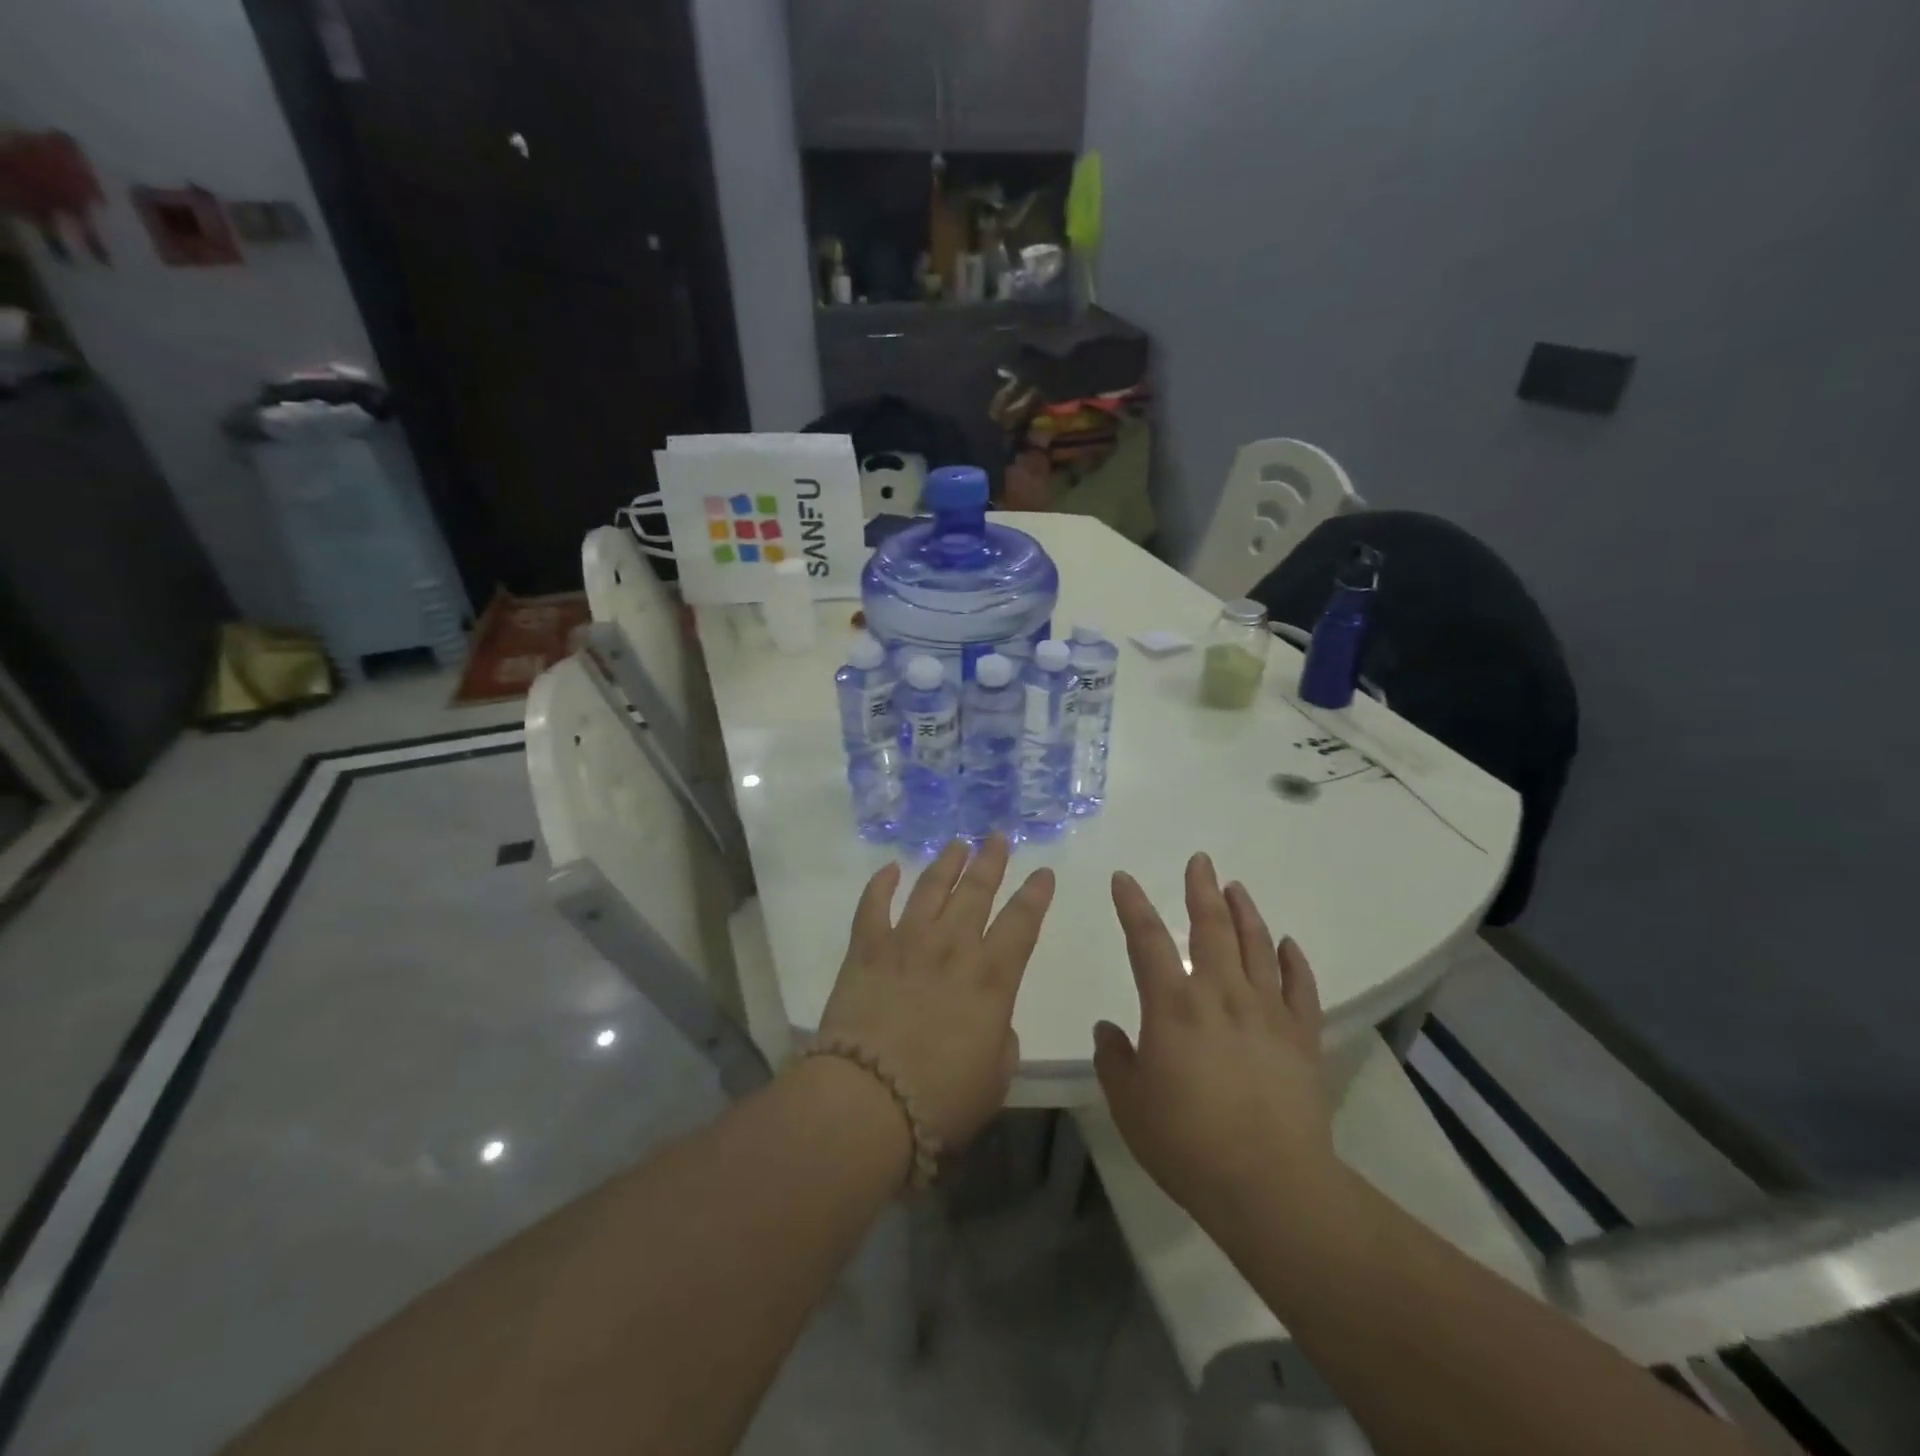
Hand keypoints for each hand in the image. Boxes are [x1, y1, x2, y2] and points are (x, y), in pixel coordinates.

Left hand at [817, 836, 1055, 1150]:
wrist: (868, 1100)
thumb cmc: (942, 1099)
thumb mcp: (995, 1077)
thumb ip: (1000, 1039)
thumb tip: (991, 1020)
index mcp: (991, 976)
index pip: (1022, 922)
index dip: (1036, 894)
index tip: (1044, 872)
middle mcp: (953, 946)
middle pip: (977, 890)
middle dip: (990, 860)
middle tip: (997, 837)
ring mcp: (906, 941)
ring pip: (931, 887)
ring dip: (946, 862)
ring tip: (957, 844)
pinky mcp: (866, 949)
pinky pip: (873, 905)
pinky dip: (881, 883)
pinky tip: (890, 868)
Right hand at [1094, 853, 1340, 1226]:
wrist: (1271, 1186)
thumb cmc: (1187, 1143)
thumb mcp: (1129, 1104)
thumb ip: (1114, 1060)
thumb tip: (1108, 1029)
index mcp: (1172, 1005)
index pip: (1147, 939)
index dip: (1132, 905)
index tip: (1123, 878)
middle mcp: (1220, 994)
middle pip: (1210, 927)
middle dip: (1201, 889)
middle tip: (1200, 861)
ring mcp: (1266, 1012)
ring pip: (1256, 946)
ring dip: (1245, 912)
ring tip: (1236, 887)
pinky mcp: (1302, 1036)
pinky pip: (1299, 987)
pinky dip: (1292, 961)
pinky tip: (1286, 944)